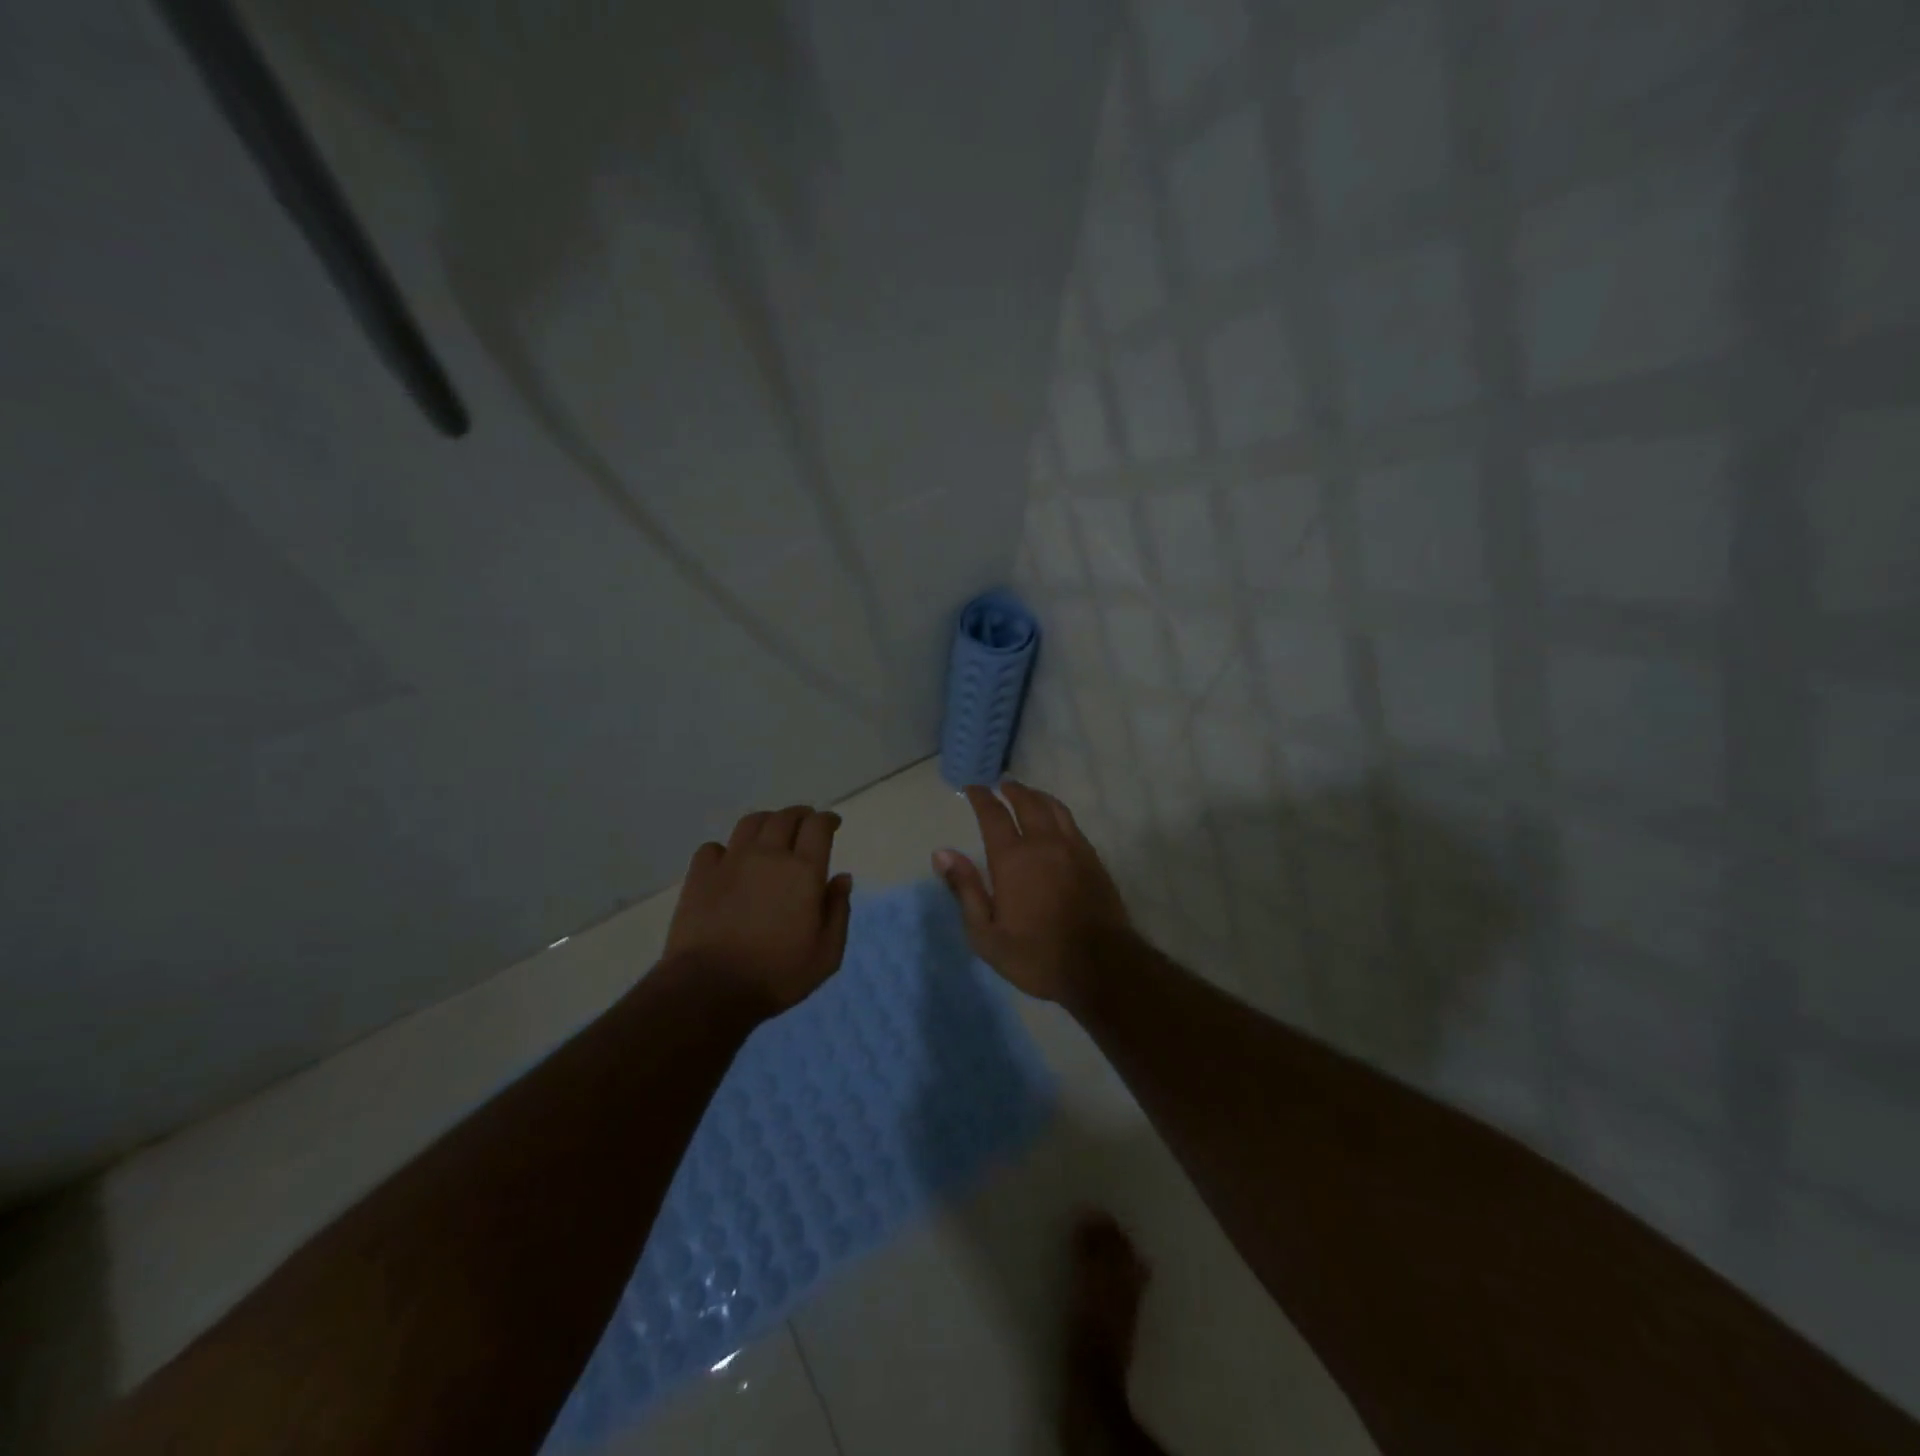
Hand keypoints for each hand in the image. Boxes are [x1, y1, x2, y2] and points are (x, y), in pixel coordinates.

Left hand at [666, 805, 853, 1014]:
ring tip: (771, 831)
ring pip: (750, 823)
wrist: (710, 987)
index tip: (832, 823)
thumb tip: (842, 878)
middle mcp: (768, 855)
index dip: (827, 820)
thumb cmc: (777, 975)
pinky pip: (713, 847)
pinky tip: (729, 861)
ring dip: (766, 821)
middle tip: (805, 823)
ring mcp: (731, 862)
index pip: (818, 826)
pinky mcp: (700, 875)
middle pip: (785, 817)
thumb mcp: (826, 954)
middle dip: (800, 815)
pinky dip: (726, 849)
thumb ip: (838, 911)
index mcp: (804, 871)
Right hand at [933, 780, 1131, 1002]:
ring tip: (1028, 794)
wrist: (1101, 967)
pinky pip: (1072, 824)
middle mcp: (1044, 843)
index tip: (973, 787)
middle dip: (1012, 790)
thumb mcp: (986, 934)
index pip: (993, 815)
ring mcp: (1074, 848)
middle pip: (1028, 802)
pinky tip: (1056, 822)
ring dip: (1038, 796)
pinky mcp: (1094, 860)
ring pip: (1054, 808)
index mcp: (1013, 858)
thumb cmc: (1036, 955)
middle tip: (1002, 785)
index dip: (981, 797)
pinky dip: (1058, 814)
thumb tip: (942, 853)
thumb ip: (964, 889)